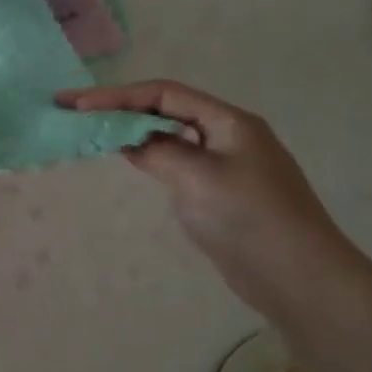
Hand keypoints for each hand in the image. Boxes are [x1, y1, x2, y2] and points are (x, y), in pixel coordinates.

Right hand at [57, 80, 364, 316]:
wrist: (298, 277)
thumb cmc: (249, 218)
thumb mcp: (197, 177)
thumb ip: (158, 151)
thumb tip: (128, 140)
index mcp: (229, 122)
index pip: (163, 94)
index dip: (117, 95)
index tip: (76, 103)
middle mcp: (226, 135)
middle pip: (164, 109)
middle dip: (118, 107)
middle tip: (73, 111)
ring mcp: (223, 164)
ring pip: (168, 135)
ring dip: (130, 129)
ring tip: (90, 130)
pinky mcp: (217, 191)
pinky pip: (174, 160)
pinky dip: (147, 154)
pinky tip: (126, 157)